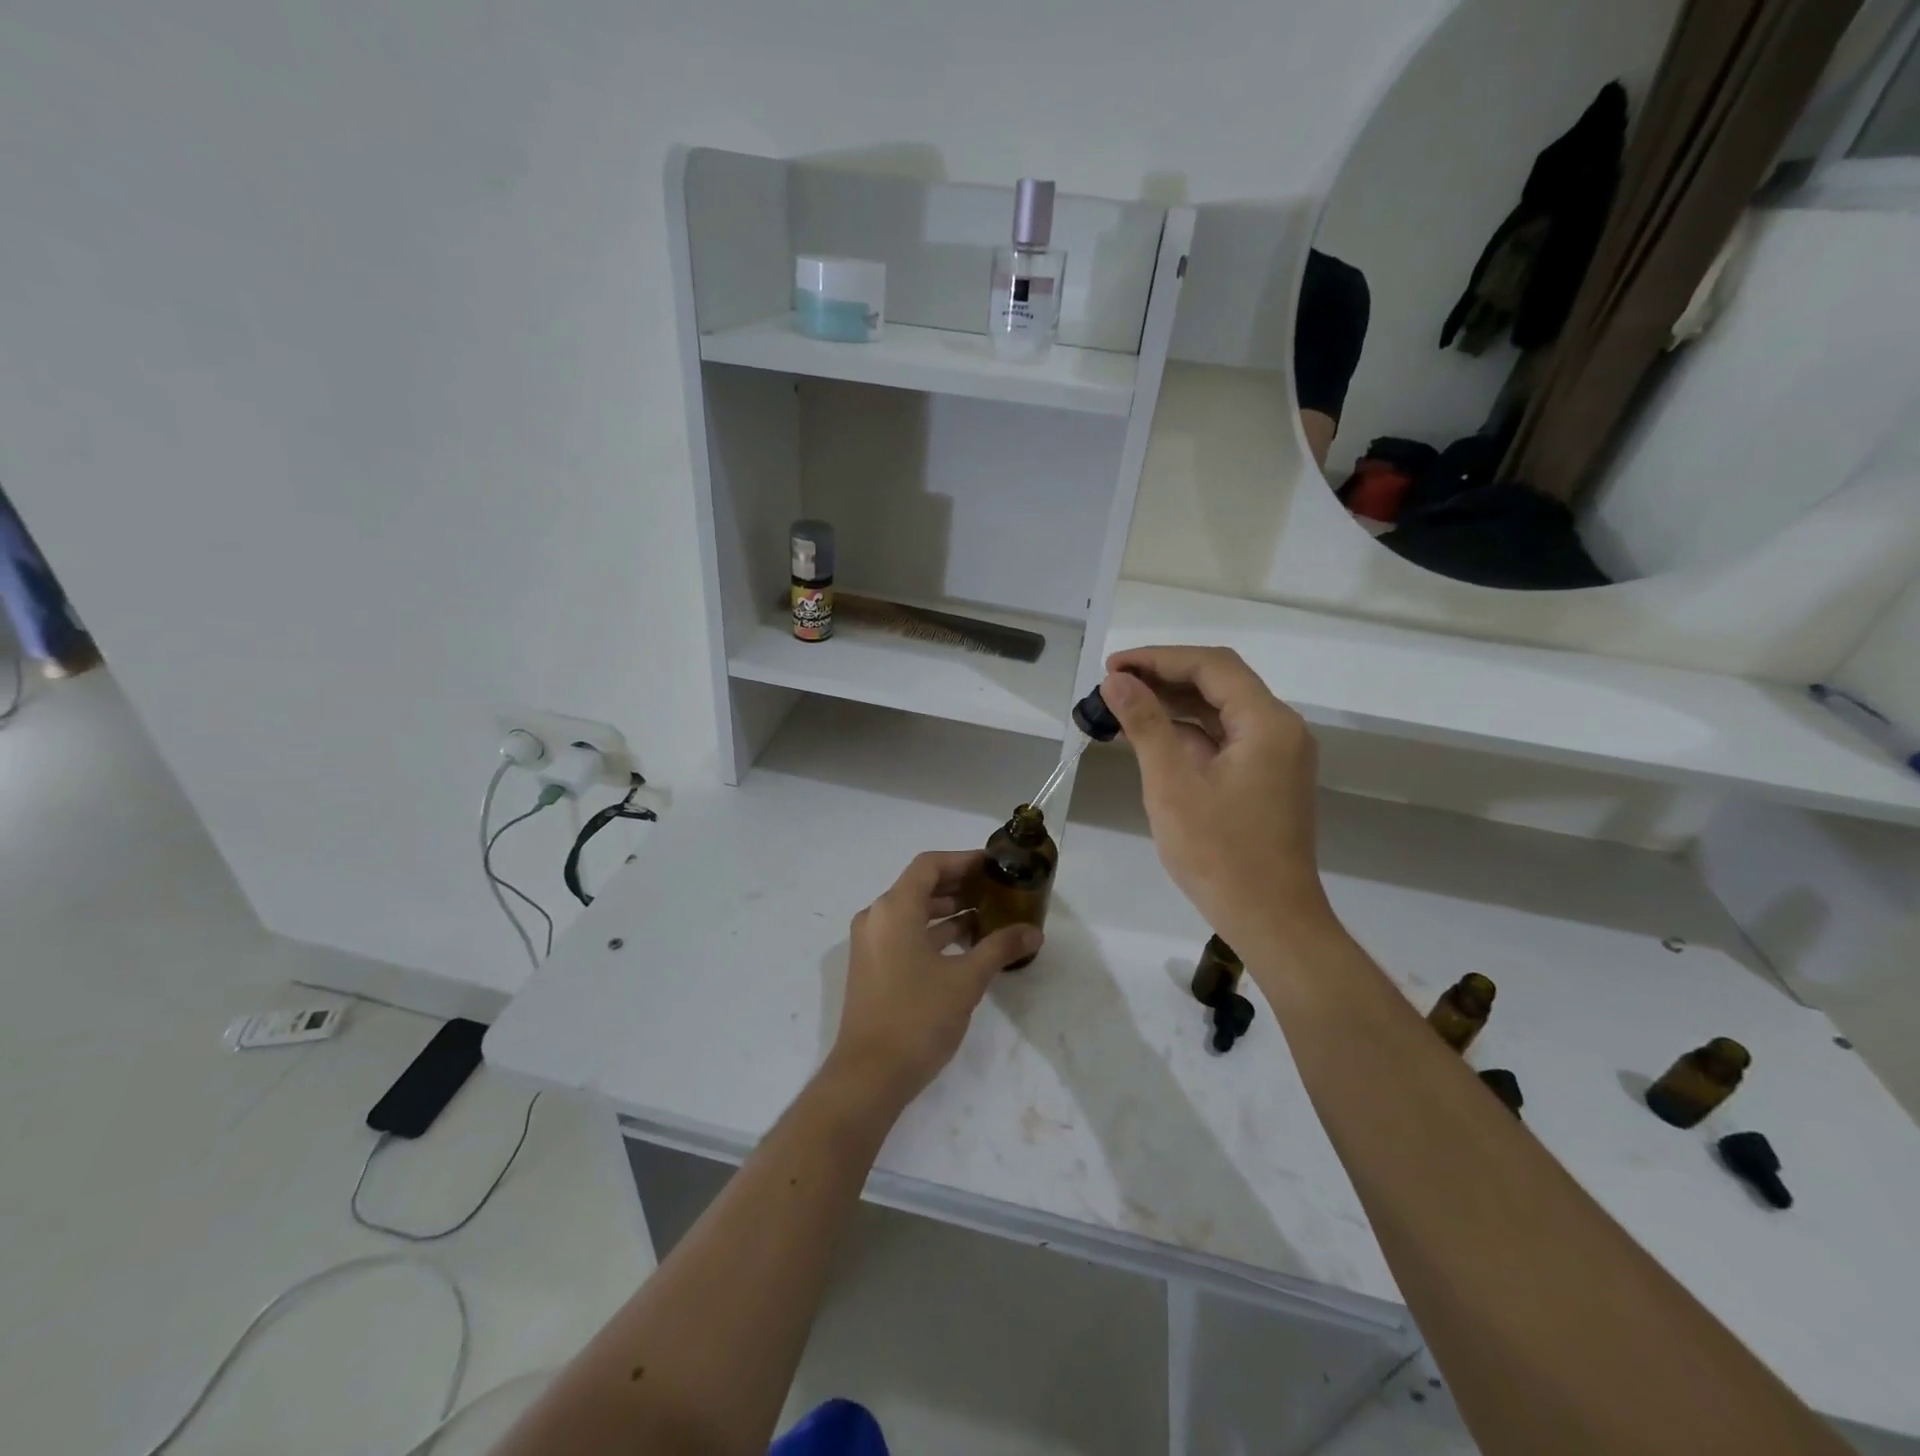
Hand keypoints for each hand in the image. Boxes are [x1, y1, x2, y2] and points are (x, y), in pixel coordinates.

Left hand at [828, 850, 1041, 1107]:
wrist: (869, 1075)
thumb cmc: (918, 1017)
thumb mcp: (966, 980)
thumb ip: (1000, 948)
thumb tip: (1034, 932)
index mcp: (894, 909)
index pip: (929, 865)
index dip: (963, 860)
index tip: (994, 865)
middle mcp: (877, 918)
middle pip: (920, 885)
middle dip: (959, 885)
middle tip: (997, 890)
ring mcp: (871, 944)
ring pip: (913, 912)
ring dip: (948, 911)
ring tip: (988, 916)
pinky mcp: (872, 967)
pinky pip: (905, 934)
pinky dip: (933, 933)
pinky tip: (966, 945)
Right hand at [1100, 647, 1333, 950]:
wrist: (1271, 920)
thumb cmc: (1219, 854)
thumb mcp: (1172, 785)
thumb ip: (1146, 724)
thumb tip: (1116, 681)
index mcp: (1266, 723)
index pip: (1211, 666)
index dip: (1158, 658)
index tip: (1112, 667)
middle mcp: (1279, 729)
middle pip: (1219, 682)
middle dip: (1163, 678)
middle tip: (1112, 685)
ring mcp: (1276, 755)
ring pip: (1221, 710)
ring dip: (1174, 704)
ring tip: (1122, 707)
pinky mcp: (1267, 778)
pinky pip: (1225, 738)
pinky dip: (1188, 732)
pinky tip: (1151, 737)